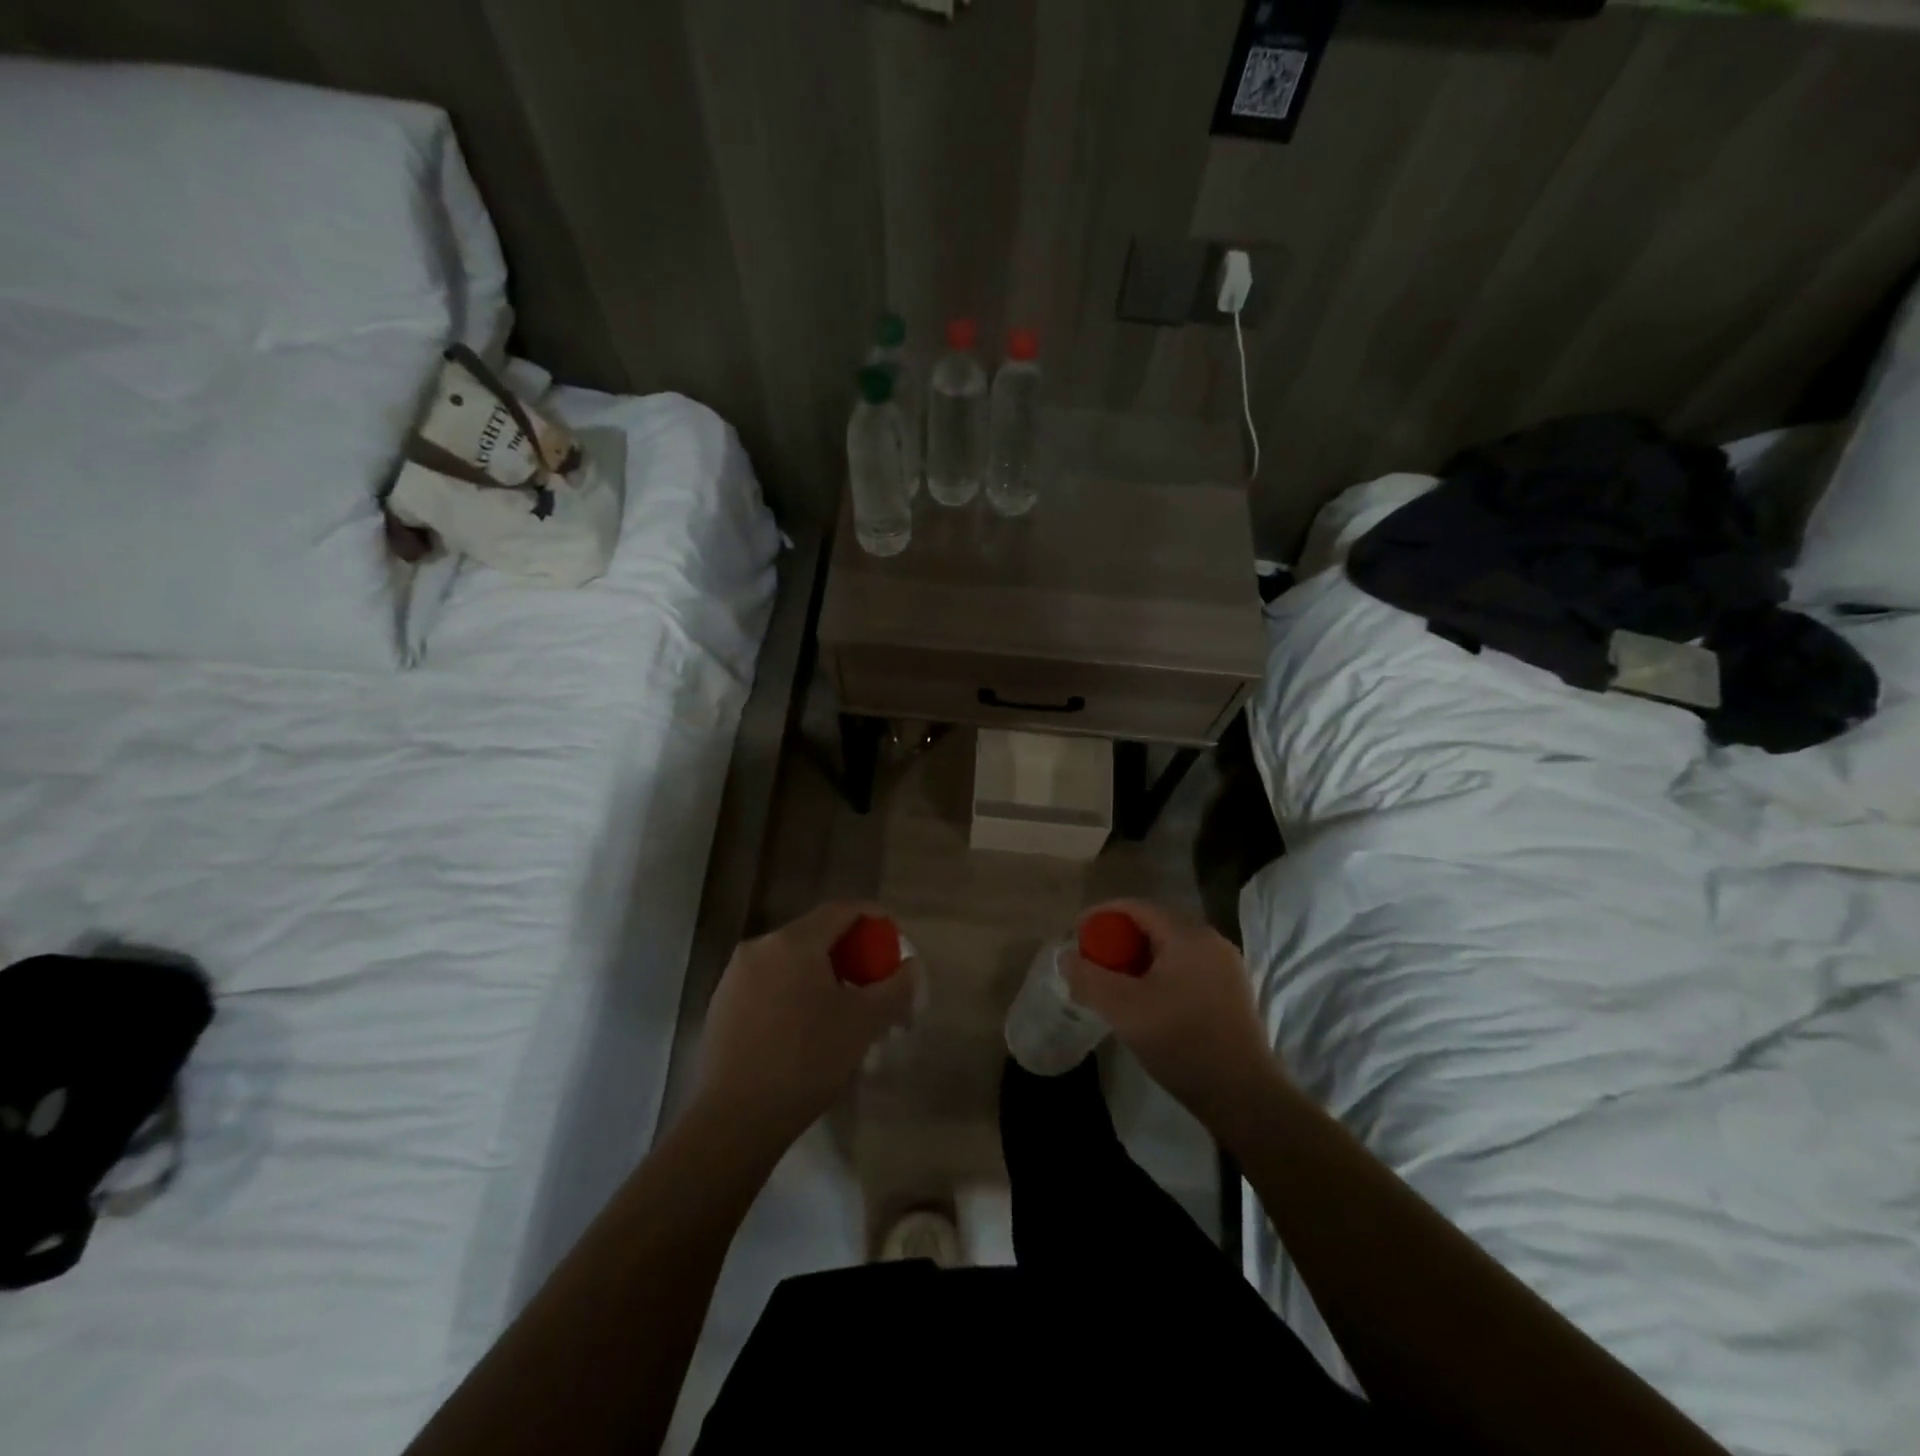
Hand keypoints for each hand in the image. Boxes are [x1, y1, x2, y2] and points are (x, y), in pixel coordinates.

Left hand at [693, 901, 917, 1149]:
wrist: (734, 1120)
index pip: (842, 910)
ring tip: (844, 1012)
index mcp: (793, 941)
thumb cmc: (807, 1061)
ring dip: (823, 976)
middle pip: (816, 935)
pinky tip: (807, 1030)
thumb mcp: (865, 1023)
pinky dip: (795, 994)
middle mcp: (760, 947)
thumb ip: (895, 987)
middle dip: (850, 954)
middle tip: (874, 983)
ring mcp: (735, 977)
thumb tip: (910, 966)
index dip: (873, 918)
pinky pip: (770, 985)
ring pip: (791, 962)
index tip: (893, 940)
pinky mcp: (722, 1006)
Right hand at [1062, 899, 1280, 1124]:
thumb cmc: (1181, 1042)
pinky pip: (1186, 967)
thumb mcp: (1124, 1010)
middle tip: (1093, 961)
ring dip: (1138, 959)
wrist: (1243, 1096)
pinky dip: (1159, 973)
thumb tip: (1065, 957)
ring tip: (1114, 982)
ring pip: (1170, 948)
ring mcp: (1225, 967)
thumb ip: (1089, 978)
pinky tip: (1146, 1001)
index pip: (1136, 907)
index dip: (1102, 915)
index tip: (1077, 934)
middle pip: (1154, 925)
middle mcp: (1211, 941)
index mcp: (1188, 935)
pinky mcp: (1231, 991)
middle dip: (1118, 939)